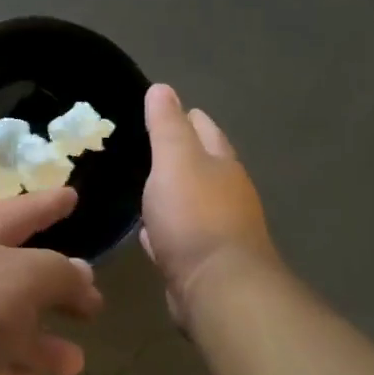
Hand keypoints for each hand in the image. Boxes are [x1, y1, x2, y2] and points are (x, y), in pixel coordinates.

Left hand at [0, 187, 101, 374]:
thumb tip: (81, 273)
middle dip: (54, 288)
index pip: (21, 210)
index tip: (73, 195)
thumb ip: (58, 274)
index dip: (49, 203)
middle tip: (92, 303)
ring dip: (37, 341)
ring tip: (75, 362)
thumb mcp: (20, 280)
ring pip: (0, 324)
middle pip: (15, 274)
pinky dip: (4, 370)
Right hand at [141, 84, 277, 322]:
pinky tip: (149, 231)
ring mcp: (217, 229)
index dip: (187, 116)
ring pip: (191, 201)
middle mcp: (227, 193)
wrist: (216, 286)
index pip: (205, 129)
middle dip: (182, 154)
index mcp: (222, 164)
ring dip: (173, 193)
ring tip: (146, 186)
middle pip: (203, 165)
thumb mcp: (174, 160)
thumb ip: (166, 125)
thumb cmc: (194, 215)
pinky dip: (166, 228)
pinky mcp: (202, 261)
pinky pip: (179, 235)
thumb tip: (162, 88)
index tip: (165, 108)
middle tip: (149, 146)